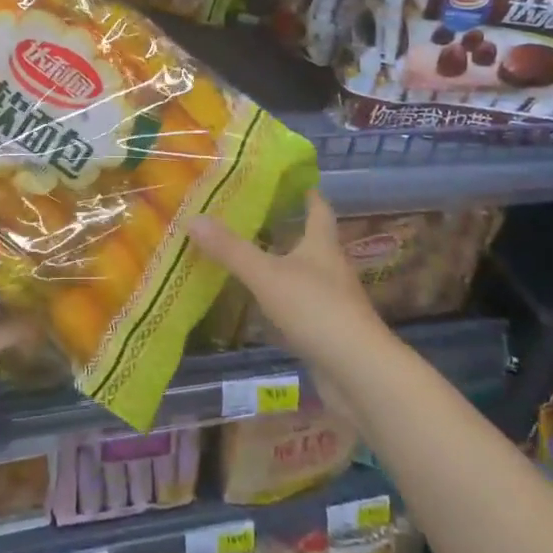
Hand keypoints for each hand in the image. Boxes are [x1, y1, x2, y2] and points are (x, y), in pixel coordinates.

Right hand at [188, 191, 387, 384]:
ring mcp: (333, 301)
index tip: (290, 179)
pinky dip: (282, 300)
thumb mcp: (267, 275)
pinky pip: (301, 306)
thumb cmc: (316, 309)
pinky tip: (261, 305)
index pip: (319, 208)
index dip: (307, 193)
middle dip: (286, 228)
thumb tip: (193, 218)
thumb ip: (231, 249)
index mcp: (322, 245)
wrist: (359, 372)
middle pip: (310, 240)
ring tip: (249, 256)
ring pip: (304, 274)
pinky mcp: (328, 331)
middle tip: (252, 216)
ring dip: (282, 265)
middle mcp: (331, 267)